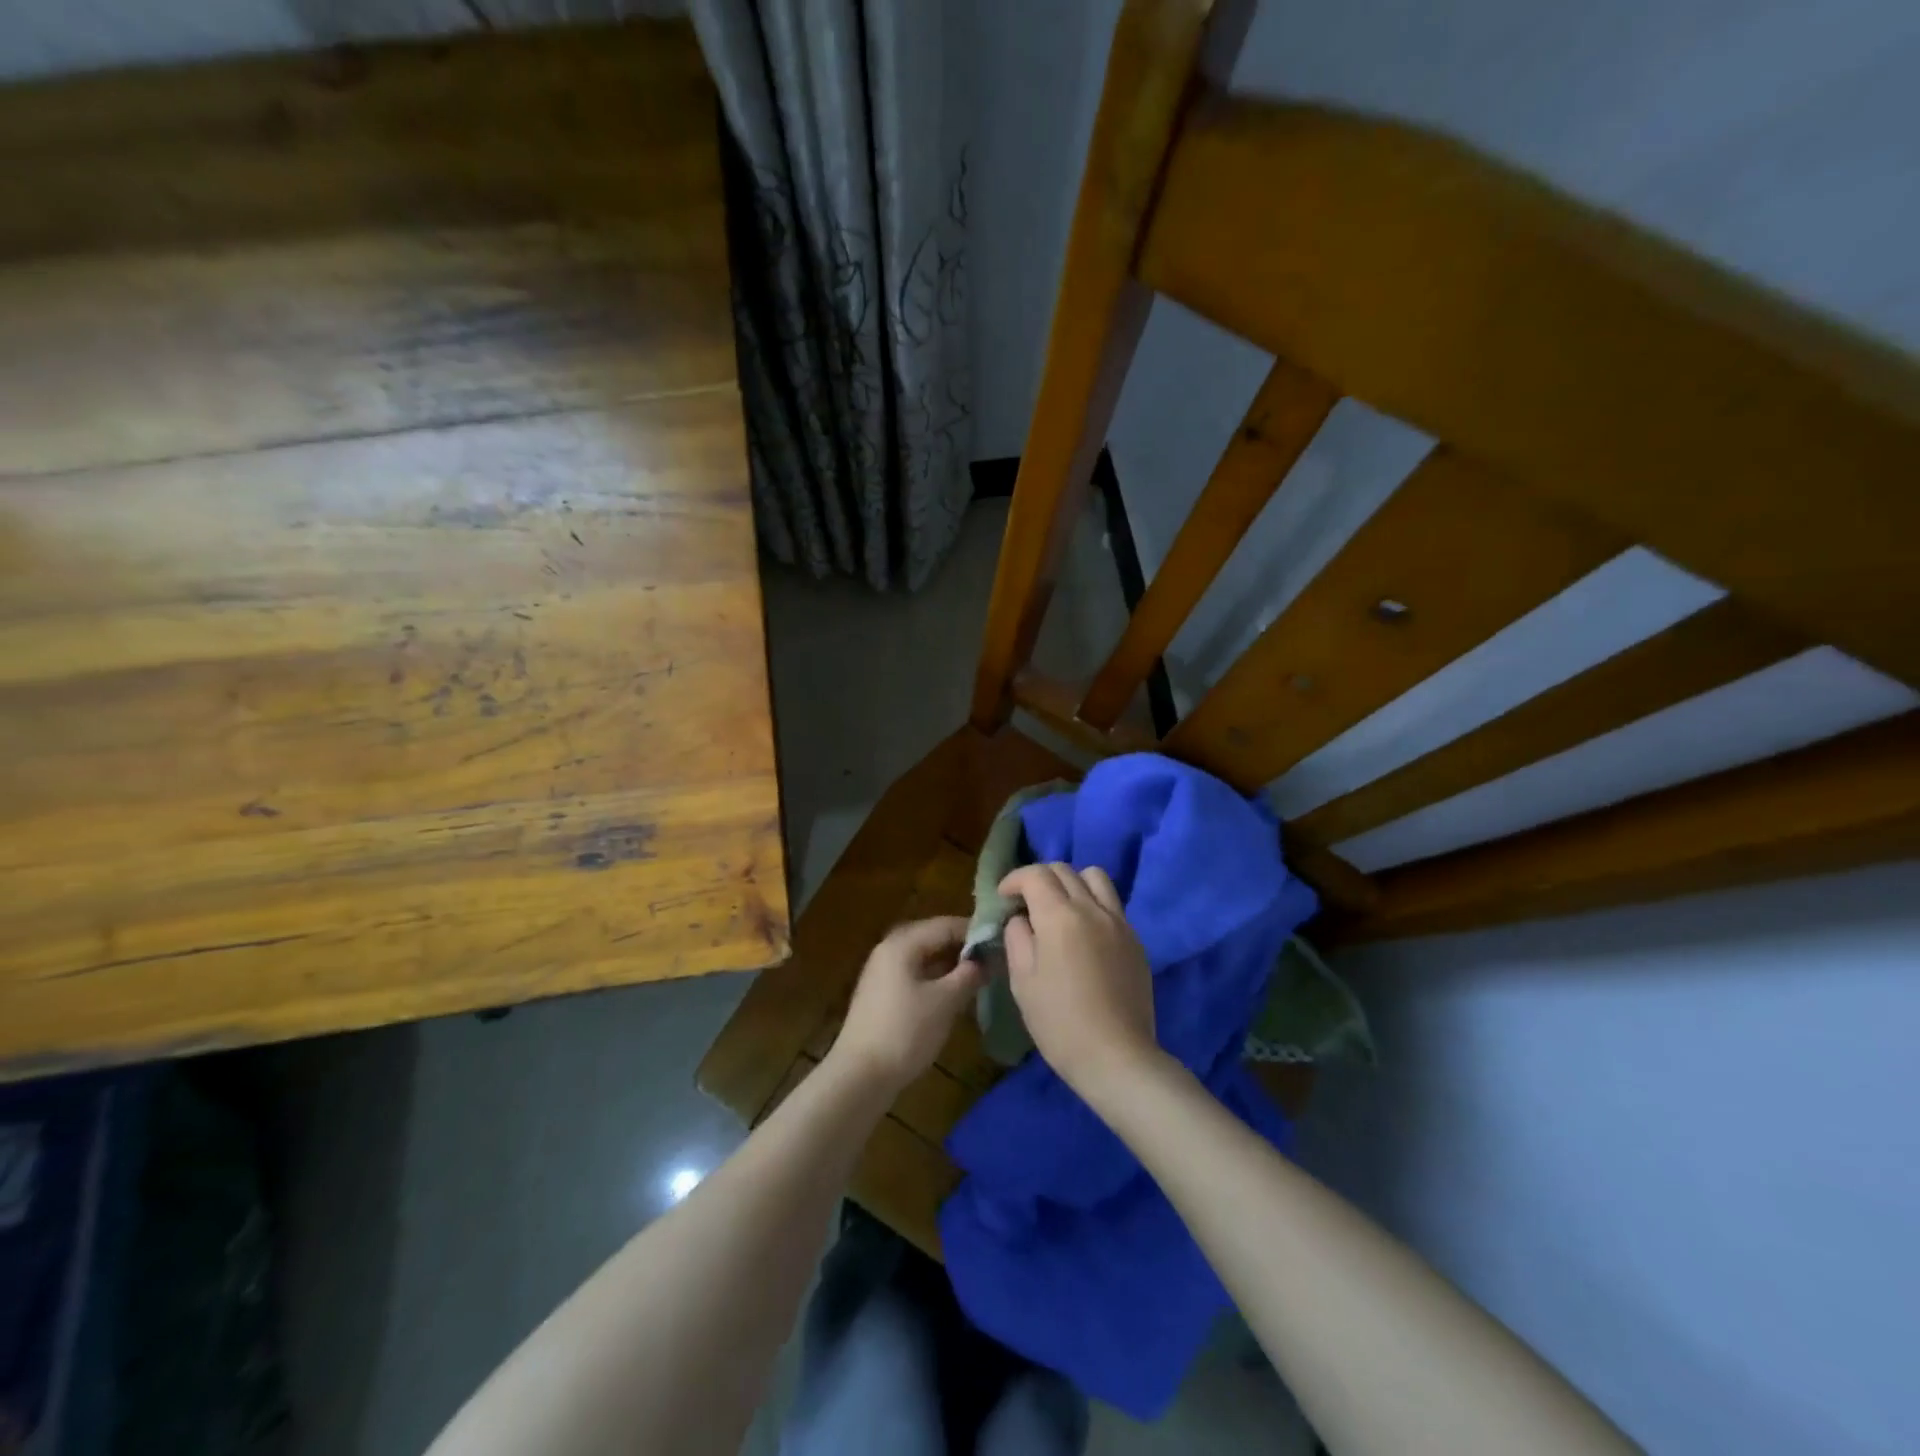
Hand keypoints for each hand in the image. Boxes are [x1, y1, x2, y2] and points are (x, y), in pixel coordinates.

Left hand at [830, 917, 984, 1096]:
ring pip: (924, 959)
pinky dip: (937, 980)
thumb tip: (987, 959)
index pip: (945, 925)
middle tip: (994, 959)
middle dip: (963, 948)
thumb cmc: (906, 1032)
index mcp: (902, 944)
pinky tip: (956, 994)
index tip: (1003, 941)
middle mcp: (889, 950)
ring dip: (951, 965)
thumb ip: (969, 975)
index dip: (975, 931)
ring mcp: (883, 974)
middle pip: (933, 939)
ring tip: (981, 976)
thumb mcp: (945, 1001)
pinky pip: (915, 976)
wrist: (860, 1076)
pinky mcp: (882, 996)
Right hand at [1000, 864, 1160, 1104]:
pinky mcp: (1135, 939)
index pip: (1035, 874)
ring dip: (1071, 882)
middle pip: (1064, 870)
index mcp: (1060, 916)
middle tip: (1025, 902)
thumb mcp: (1023, 981)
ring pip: (1095, 877)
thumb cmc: (1059, 1022)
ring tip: (1059, 909)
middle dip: (1039, 878)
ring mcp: (1119, 922)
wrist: (1117, 1057)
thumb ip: (1017, 938)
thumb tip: (1020, 918)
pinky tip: (1083, 933)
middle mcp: (1092, 909)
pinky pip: (1111, 903)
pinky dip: (1092, 902)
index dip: (1014, 879)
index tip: (1003, 897)